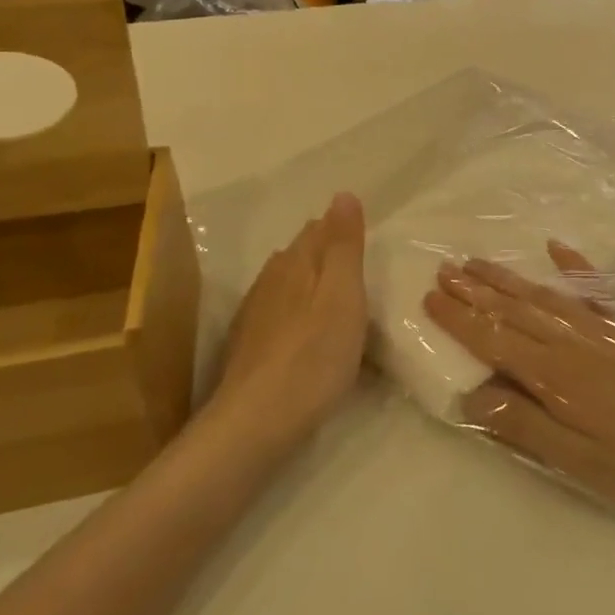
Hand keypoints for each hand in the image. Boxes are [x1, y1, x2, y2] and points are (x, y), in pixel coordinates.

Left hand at [213, 193, 367, 448]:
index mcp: (295, 263)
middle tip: (359, 267)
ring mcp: (255, 315)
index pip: (318, 229)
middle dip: (326, 253)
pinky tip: (307, 334)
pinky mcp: (249, 348)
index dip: (341, 228)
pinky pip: (279, 315)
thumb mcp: (343, 294)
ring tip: (338, 297)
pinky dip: (297, 314)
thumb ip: (344, 245)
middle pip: (300, 255)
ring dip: (310, 284)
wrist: (257, 422)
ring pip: (287, 284)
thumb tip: (343, 193)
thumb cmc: (314, 355)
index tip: (365, 238)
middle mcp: (270, 280)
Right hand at [424, 242, 614, 518]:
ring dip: (509, 278)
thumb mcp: (579, 461)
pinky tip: (556, 247)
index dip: (460, 320)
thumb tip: (472, 394)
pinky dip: (575, 265)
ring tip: (479, 262)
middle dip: (476, 290)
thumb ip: (525, 425)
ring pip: (545, 295)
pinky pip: (596, 288)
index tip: (430, 297)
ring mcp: (605, 327)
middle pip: (515, 310)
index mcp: (555, 376)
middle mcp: (573, 341)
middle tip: (444, 268)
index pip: (494, 340)